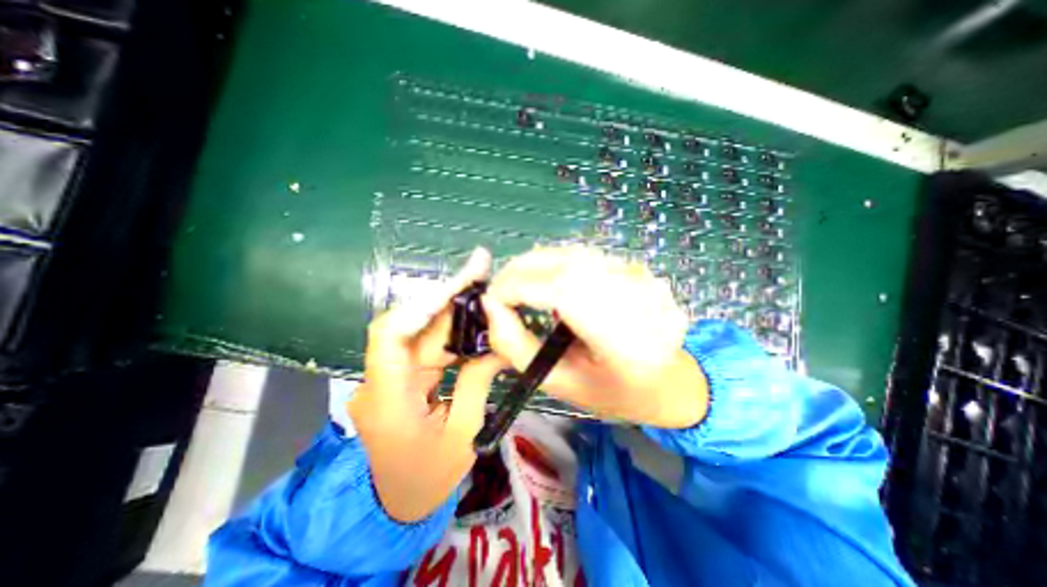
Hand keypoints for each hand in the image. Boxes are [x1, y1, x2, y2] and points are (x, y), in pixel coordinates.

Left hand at [348, 248, 510, 522]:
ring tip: (482, 293)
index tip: (457, 286)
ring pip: (420, 334)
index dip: (420, 305)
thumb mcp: (462, 434)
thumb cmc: (430, 477)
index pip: (389, 336)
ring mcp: (387, 377)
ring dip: (452, 315)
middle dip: (448, 302)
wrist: (398, 503)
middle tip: (480, 276)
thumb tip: (498, 343)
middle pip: (411, 328)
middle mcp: (380, 380)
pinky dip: (451, 334)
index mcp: (388, 400)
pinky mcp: (399, 378)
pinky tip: (474, 323)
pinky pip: (425, 347)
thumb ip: (477, 382)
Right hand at [481, 245, 702, 427]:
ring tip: (519, 286)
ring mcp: (642, 277)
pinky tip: (548, 283)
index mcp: (624, 339)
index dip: (516, 287)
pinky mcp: (637, 268)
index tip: (491, 301)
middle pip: (566, 262)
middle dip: (521, 270)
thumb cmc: (614, 392)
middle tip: (501, 290)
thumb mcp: (558, 381)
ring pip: (574, 253)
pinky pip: (586, 256)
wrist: (671, 380)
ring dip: (537, 264)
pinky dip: (557, 264)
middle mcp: (637, 296)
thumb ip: (516, 346)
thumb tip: (490, 306)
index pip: (560, 290)